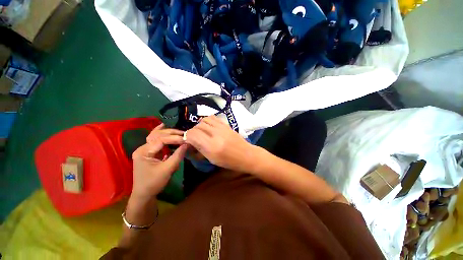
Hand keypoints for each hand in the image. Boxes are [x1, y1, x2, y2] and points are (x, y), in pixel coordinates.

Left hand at [131, 124, 187, 199]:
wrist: (143, 194)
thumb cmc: (153, 183)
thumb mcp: (167, 169)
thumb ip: (177, 155)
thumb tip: (187, 144)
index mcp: (144, 152)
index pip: (161, 140)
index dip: (174, 138)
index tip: (186, 139)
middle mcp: (142, 148)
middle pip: (157, 135)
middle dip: (171, 133)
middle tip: (184, 133)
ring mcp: (144, 150)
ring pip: (155, 136)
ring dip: (167, 132)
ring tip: (178, 131)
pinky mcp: (148, 152)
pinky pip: (155, 140)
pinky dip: (160, 134)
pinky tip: (163, 126)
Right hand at [185, 116, 256, 171]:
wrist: (246, 155)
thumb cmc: (229, 161)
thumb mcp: (212, 159)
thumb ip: (200, 149)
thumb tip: (190, 142)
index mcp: (211, 146)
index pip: (192, 134)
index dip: (187, 136)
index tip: (187, 140)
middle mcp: (216, 134)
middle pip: (197, 126)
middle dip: (192, 131)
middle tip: (194, 138)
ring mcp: (222, 127)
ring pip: (204, 120)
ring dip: (199, 125)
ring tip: (202, 131)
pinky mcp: (226, 124)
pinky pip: (213, 118)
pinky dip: (207, 121)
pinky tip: (209, 127)